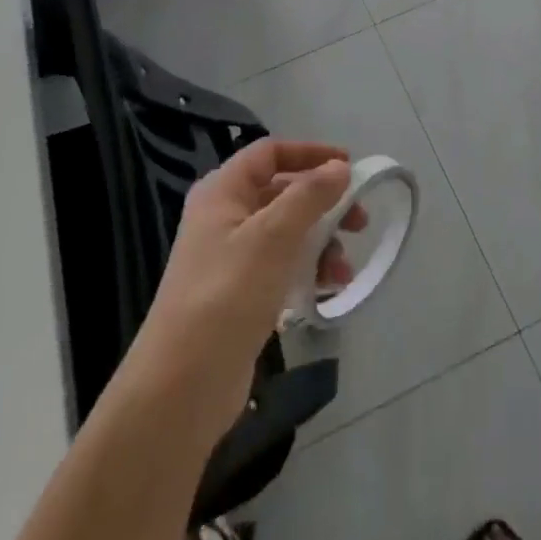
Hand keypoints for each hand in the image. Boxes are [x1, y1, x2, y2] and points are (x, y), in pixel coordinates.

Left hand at [127, 141, 364, 444]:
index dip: (311, 153)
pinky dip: (307, 271)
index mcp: (222, 192)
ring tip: (343, 272)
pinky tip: (327, 291)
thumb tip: (339, 167)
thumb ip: (310, 195)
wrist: (181, 387)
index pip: (270, 152)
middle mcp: (223, 217)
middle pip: (282, 192)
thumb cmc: (227, 295)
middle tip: (359, 223)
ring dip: (321, 244)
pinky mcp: (238, 296)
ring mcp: (229, 258)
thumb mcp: (274, 236)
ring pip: (286, 233)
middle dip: (323, 204)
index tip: (350, 166)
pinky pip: (281, 267)